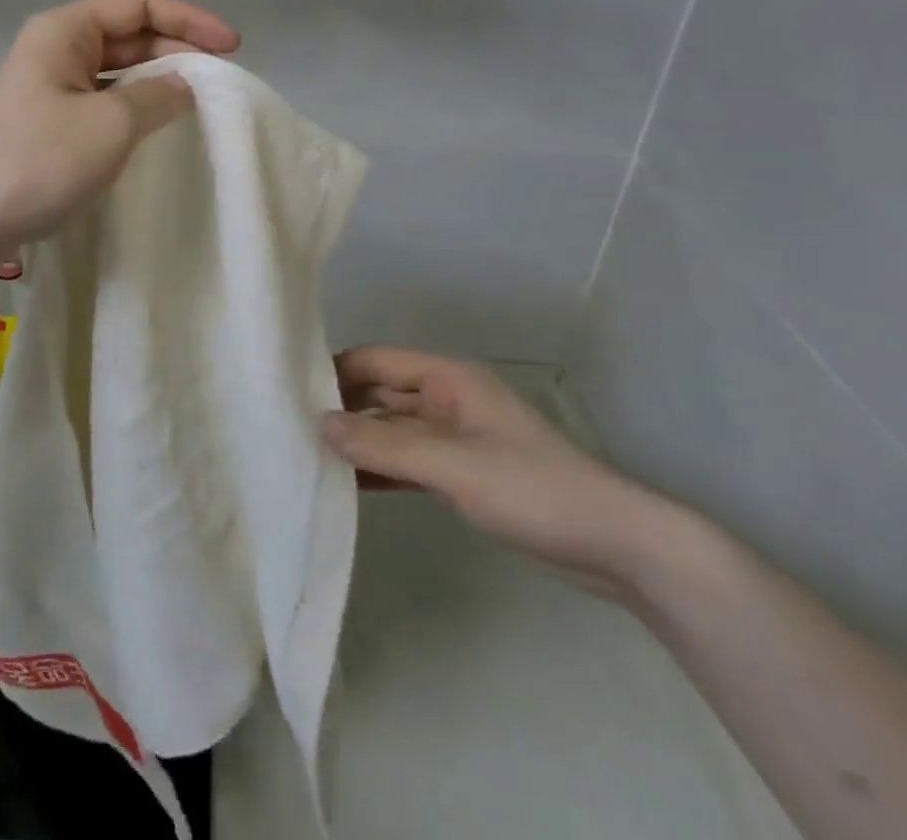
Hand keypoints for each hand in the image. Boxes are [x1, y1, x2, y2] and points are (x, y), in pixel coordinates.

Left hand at [0, 0, 239, 264]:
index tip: (231, 48)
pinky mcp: (48, 123)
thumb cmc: (36, 161)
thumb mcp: (111, 124)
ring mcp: (50, 86)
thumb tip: (187, 85)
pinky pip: (103, 101)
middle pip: (129, 33)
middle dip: (177, 50)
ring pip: (117, 70)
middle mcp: (56, 48)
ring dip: (158, 80)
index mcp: (66, 30)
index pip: (139, 3)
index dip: (190, 18)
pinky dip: (135, 107)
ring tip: (198, 103)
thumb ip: (158, 96)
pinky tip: (157, 128)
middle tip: (219, 80)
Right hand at [323, 345, 670, 597]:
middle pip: (381, 393)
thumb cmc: (533, 489)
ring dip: (360, 441)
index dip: (335, 373)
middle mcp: (447, 400)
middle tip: (291, 429)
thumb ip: (385, 445)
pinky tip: (350, 484)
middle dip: (342, 409)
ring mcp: (456, 438)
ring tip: (310, 458)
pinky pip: (410, 461)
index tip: (291, 392)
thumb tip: (319, 424)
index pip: (376, 361)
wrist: (615, 545)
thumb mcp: (453, 465)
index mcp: (448, 379)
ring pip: (393, 430)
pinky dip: (383, 468)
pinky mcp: (464, 473)